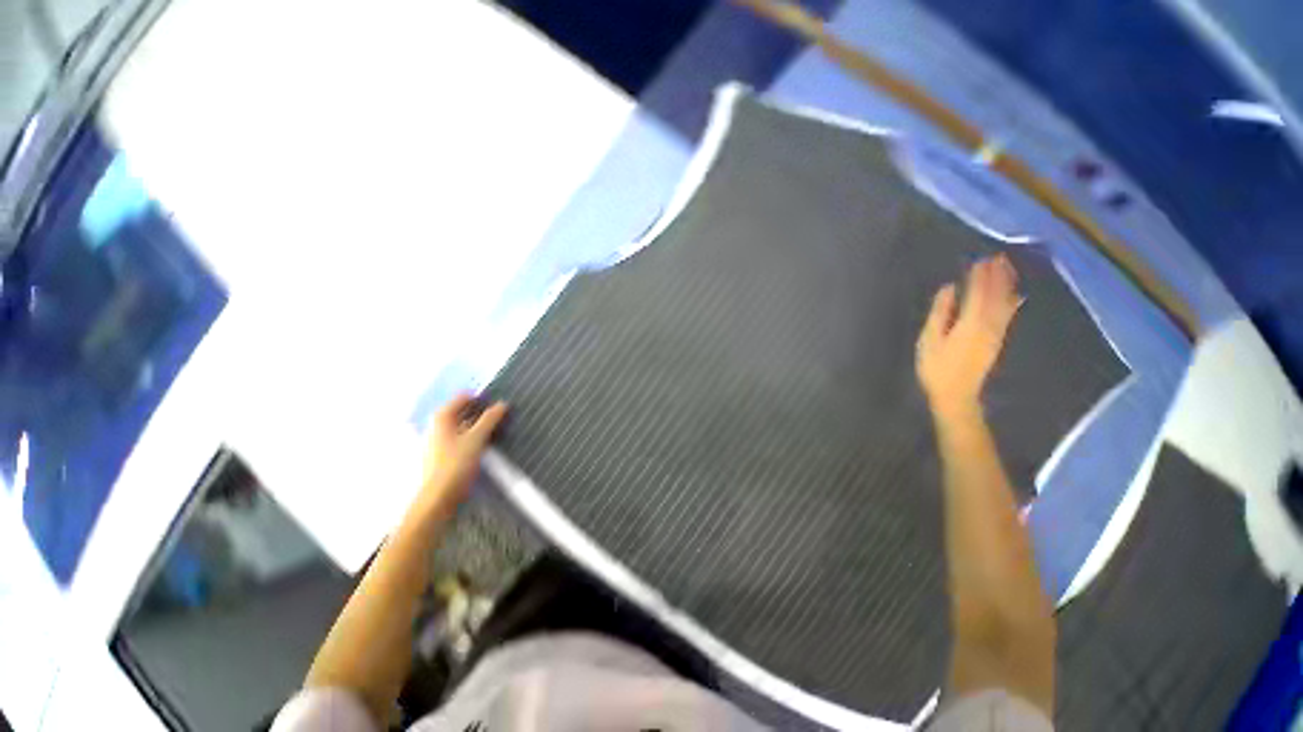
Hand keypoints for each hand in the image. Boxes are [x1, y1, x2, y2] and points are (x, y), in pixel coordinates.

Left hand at [419, 393, 507, 513]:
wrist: (438, 498)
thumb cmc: (455, 465)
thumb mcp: (477, 439)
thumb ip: (490, 419)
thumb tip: (503, 404)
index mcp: (442, 417)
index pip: (464, 397)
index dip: (482, 397)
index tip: (499, 402)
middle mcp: (438, 425)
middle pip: (463, 411)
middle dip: (483, 411)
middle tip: (503, 414)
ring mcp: (440, 440)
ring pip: (464, 425)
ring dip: (481, 424)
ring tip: (499, 428)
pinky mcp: (445, 453)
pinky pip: (463, 437)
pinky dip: (475, 436)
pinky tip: (488, 443)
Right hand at [916, 255, 1021, 416]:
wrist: (956, 394)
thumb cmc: (936, 367)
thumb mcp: (930, 340)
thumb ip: (940, 312)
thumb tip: (949, 289)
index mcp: (970, 322)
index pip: (978, 292)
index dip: (980, 276)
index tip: (981, 260)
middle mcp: (989, 324)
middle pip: (997, 295)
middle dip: (998, 276)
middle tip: (999, 257)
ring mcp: (996, 333)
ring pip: (1006, 303)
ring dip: (1007, 285)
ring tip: (1007, 269)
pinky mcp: (998, 340)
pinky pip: (1009, 316)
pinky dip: (1012, 302)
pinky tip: (1015, 295)